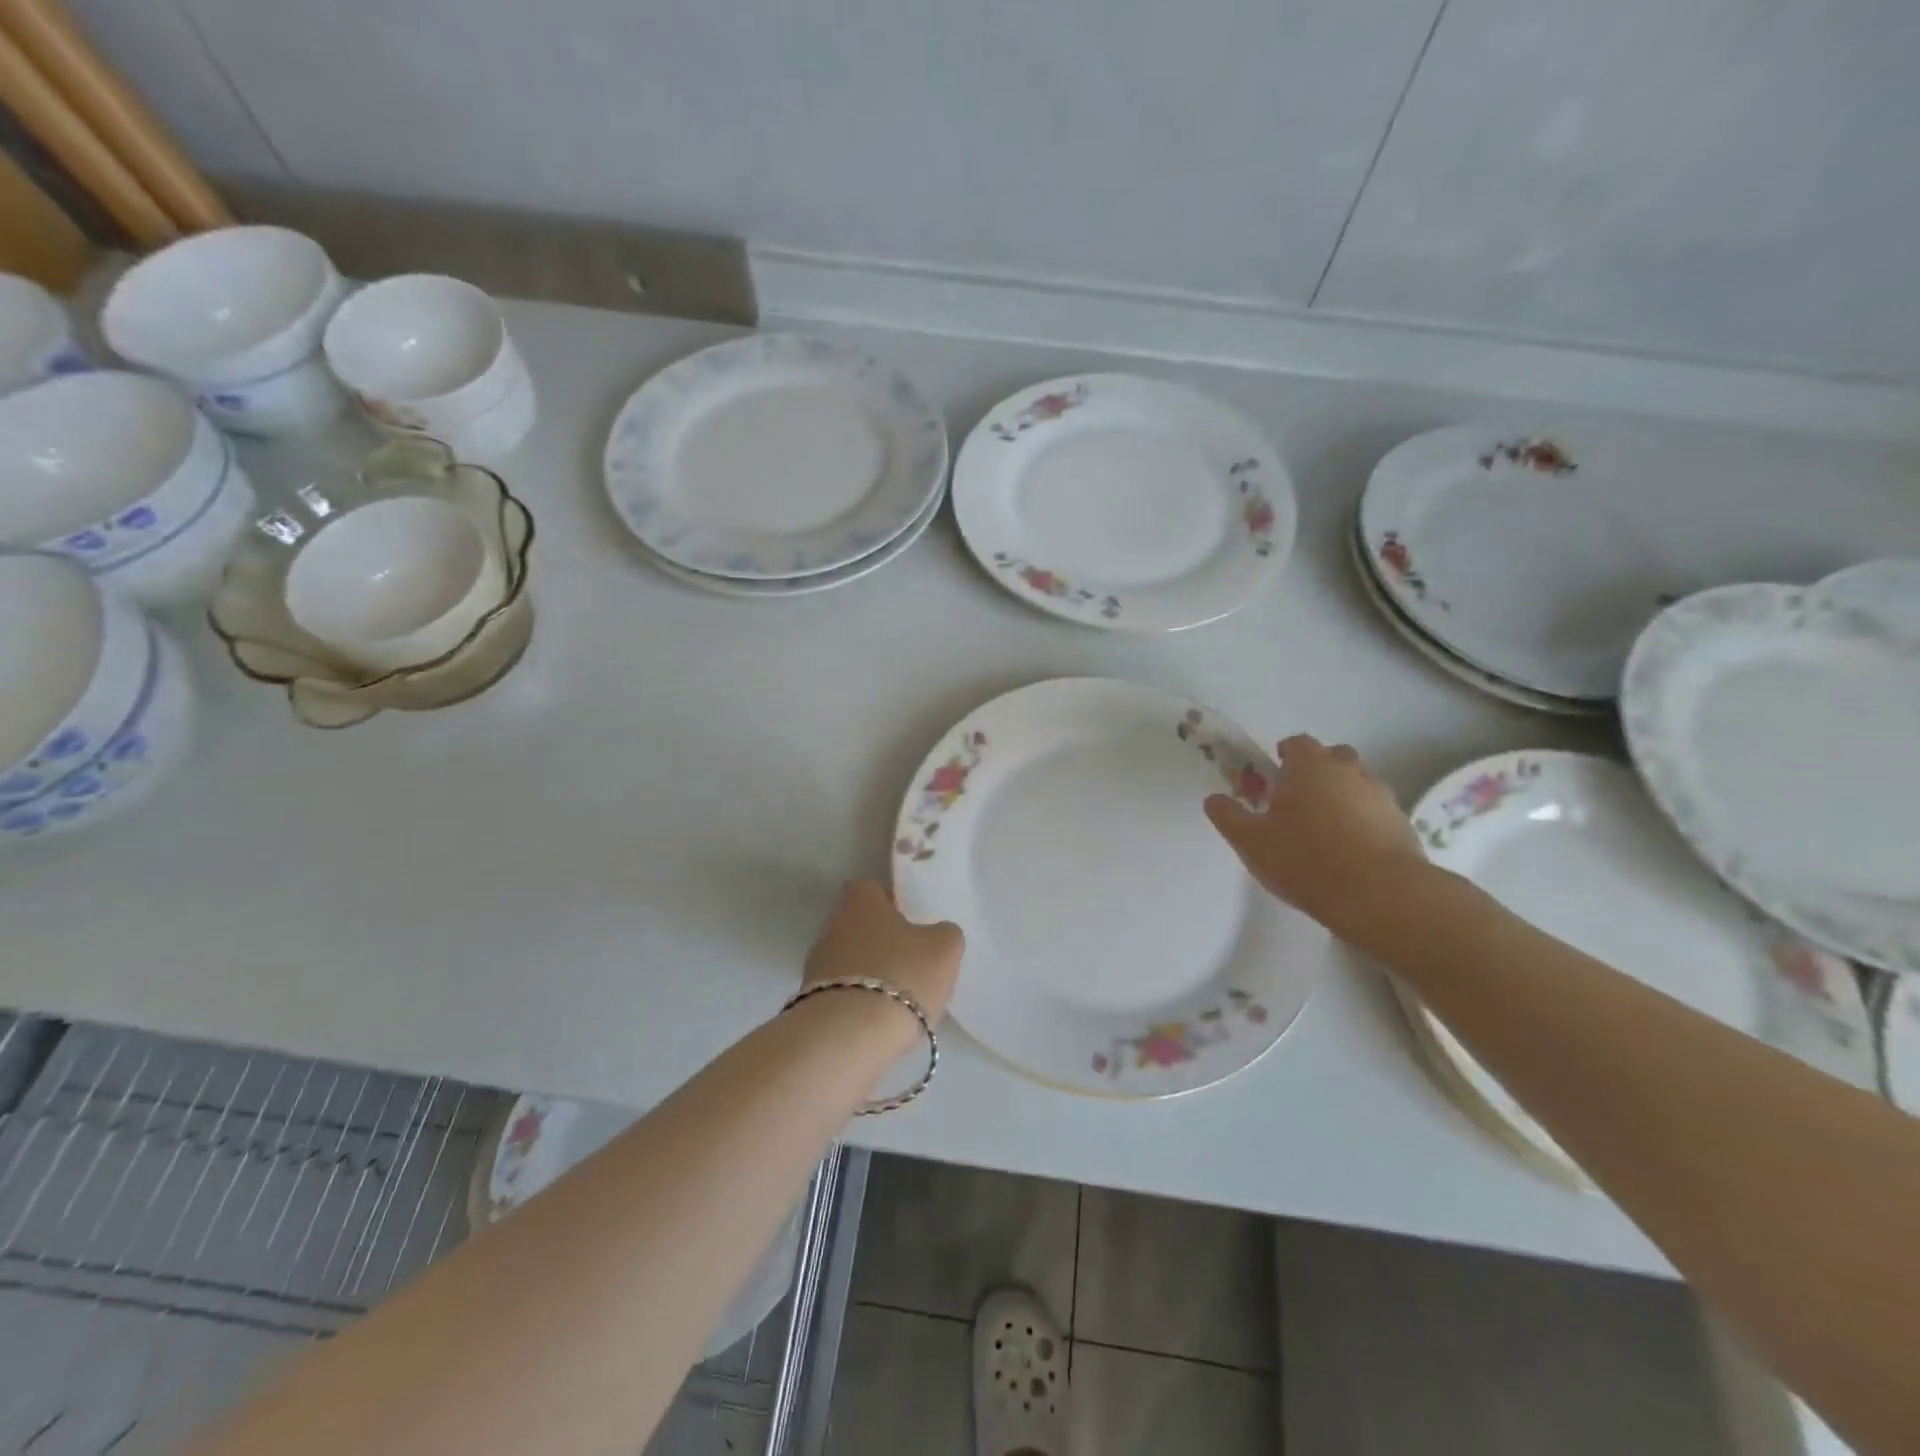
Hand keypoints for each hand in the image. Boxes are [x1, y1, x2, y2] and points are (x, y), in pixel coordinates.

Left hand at [803, 881, 963, 1025]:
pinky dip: (860, 1003)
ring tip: (902, 998)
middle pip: (860, 926)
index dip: (892, 902)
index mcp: (859, 901)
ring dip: (872, 974)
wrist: (850, 1037)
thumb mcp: (944, 948)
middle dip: (883, 941)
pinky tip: (882, 1020)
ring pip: (851, 961)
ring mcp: (816, 966)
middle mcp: (831, 926)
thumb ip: (944, 933)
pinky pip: (843, 993)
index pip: (871, 888)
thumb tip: (936, 935)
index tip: (913, 922)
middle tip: (913, 962)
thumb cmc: (901, 975)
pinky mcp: (811, 1002)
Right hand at [1204, 735, 1425, 936]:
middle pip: (1332, 756)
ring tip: (1324, 827)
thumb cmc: (1304, 858)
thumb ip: (1228, 816)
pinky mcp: (1402, 823)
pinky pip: (1375, 811)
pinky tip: (1350, 848)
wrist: (1378, 894)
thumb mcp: (1249, 841)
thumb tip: (1213, 799)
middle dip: (1315, 770)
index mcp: (1309, 766)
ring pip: (1357, 782)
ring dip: (1341, 794)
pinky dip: (1363, 820)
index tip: (1272, 777)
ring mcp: (1380, 795)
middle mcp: (1347, 770)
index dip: (1283, 755)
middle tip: (1297, 800)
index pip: (1296, 743)